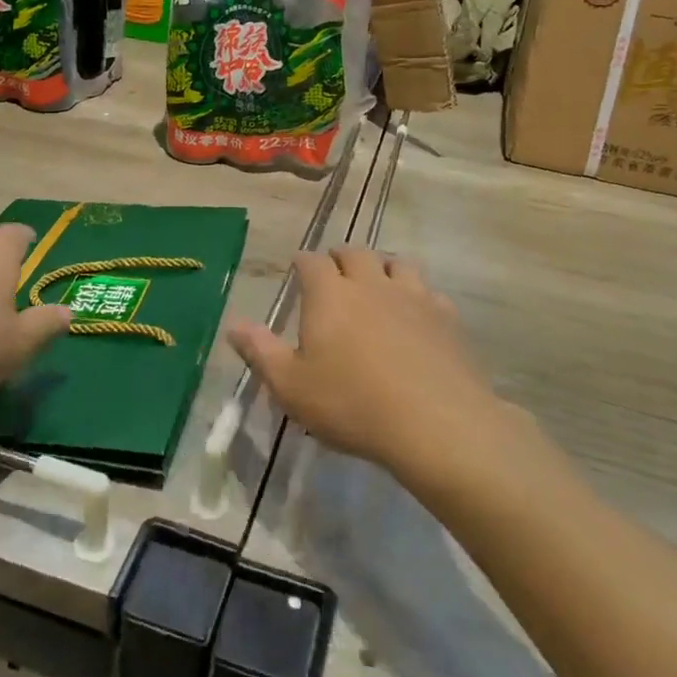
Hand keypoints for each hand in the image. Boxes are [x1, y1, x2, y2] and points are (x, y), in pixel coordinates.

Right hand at [227, 247, 505, 484]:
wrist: (434, 423)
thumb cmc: (351, 404)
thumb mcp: (291, 386)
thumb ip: (260, 351)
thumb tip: (231, 323)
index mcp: (329, 294)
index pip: (311, 262)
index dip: (303, 262)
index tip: (298, 268)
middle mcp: (370, 283)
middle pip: (355, 253)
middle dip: (341, 258)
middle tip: (335, 270)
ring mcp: (412, 296)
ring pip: (396, 263)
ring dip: (382, 267)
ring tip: (377, 282)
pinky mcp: (445, 316)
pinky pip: (429, 292)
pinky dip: (418, 295)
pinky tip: (417, 314)